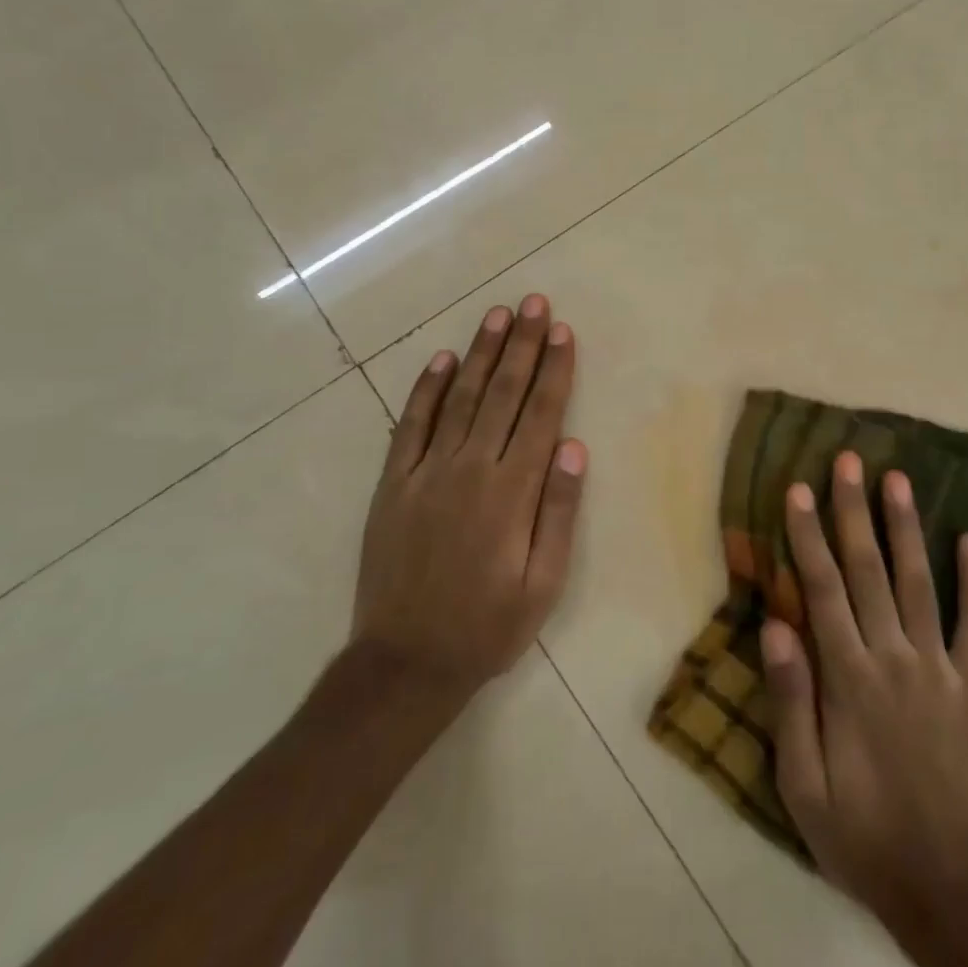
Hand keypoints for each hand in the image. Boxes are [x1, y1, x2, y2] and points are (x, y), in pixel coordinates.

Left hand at [354, 294, 584, 706]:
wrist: (404, 663)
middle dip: (521, 344)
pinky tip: (441, 360)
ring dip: (480, 353)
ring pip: (460, 398)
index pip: (539, 414)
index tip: (562, 331)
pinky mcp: (393, 484)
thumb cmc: (487, 627)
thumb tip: (574, 446)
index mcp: (511, 492)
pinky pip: (411, 425)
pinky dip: (427, 389)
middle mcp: (469, 469)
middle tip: (533, 303)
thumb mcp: (543, 584)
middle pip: (502, 393)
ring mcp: (425, 473)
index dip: (553, 370)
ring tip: (497, 315)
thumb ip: (559, 512)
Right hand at [761, 451, 967, 933]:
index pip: (822, 589)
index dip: (808, 535)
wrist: (948, 887)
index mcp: (849, 678)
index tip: (798, 489)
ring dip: (907, 528)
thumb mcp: (803, 784)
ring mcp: (941, 669)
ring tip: (899, 480)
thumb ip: (791, 701)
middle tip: (849, 460)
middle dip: (854, 510)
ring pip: (919, 583)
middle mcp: (894, 658)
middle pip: (869, 570)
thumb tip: (775, 625)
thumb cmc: (862, 834)